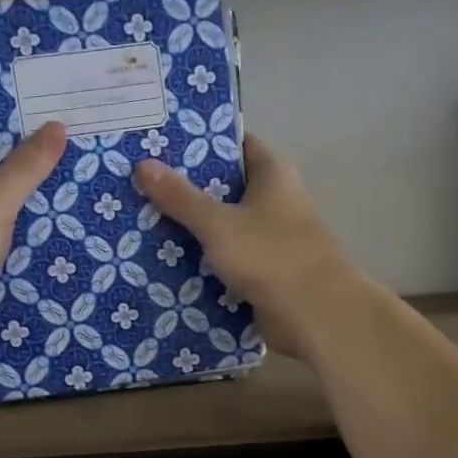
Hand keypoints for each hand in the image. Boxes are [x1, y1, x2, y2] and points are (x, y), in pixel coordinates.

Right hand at [134, 133, 364, 357]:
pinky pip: (228, 262)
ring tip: (144, 223)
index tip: (163, 144)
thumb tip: (143, 164)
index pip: (237, 145)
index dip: (203, 142)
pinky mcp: (265, 275)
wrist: (315, 315)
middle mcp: (276, 203)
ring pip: (224, 228)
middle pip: (226, 188)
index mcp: (273, 176)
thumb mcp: (219, 223)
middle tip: (141, 186)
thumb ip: (181, 197)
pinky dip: (204, 264)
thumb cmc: (271, 256)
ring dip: (192, 230)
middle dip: (187, 189)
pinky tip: (167, 265)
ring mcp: (272, 241)